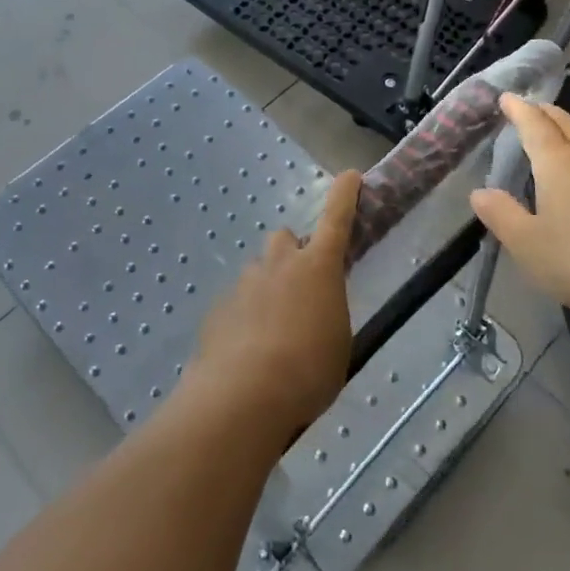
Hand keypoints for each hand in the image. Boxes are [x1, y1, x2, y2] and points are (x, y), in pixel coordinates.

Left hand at [192, 171, 360, 433]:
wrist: (244, 395)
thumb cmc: (308, 370)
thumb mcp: (338, 344)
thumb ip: (329, 316)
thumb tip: (317, 313)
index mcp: (318, 268)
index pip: (336, 219)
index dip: (344, 196)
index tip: (349, 175)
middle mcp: (279, 264)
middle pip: (285, 239)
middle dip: (293, 254)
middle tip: (301, 288)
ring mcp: (245, 283)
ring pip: (259, 273)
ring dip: (269, 289)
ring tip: (274, 332)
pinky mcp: (219, 308)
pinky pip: (238, 304)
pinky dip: (246, 319)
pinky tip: (248, 353)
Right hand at [470, 95, 569, 325]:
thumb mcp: (526, 242)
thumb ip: (500, 215)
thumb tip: (479, 193)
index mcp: (558, 164)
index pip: (535, 125)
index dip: (519, 110)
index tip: (507, 97)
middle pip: (567, 124)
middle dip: (546, 112)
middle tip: (531, 108)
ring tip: (559, 138)